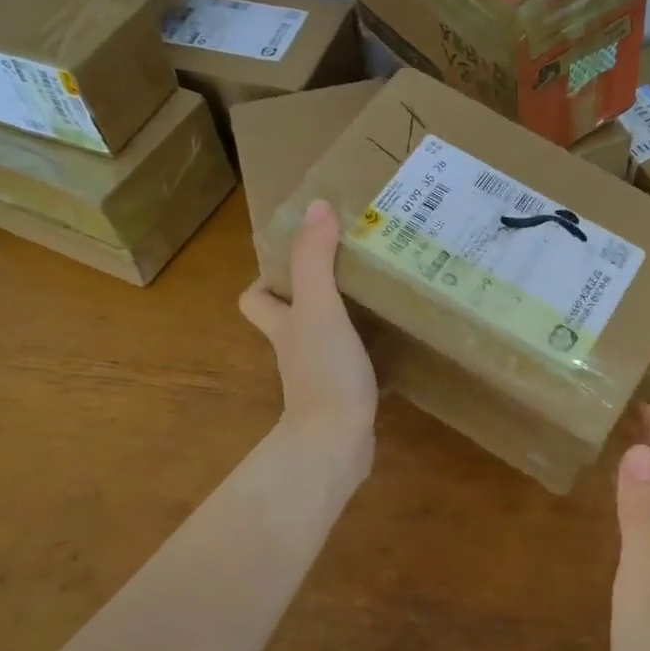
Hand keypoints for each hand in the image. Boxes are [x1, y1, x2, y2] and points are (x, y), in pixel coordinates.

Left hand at [240, 200, 377, 485]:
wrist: (336, 444)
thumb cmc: (323, 373)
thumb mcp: (319, 309)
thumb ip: (315, 260)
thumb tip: (317, 206)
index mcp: (283, 326)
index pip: (255, 298)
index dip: (267, 278)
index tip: (299, 257)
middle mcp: (296, 349)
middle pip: (291, 318)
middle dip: (314, 293)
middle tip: (351, 267)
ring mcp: (320, 376)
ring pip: (325, 339)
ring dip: (345, 318)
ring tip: (379, 293)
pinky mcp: (346, 396)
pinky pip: (353, 363)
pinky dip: (368, 349)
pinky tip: (394, 338)